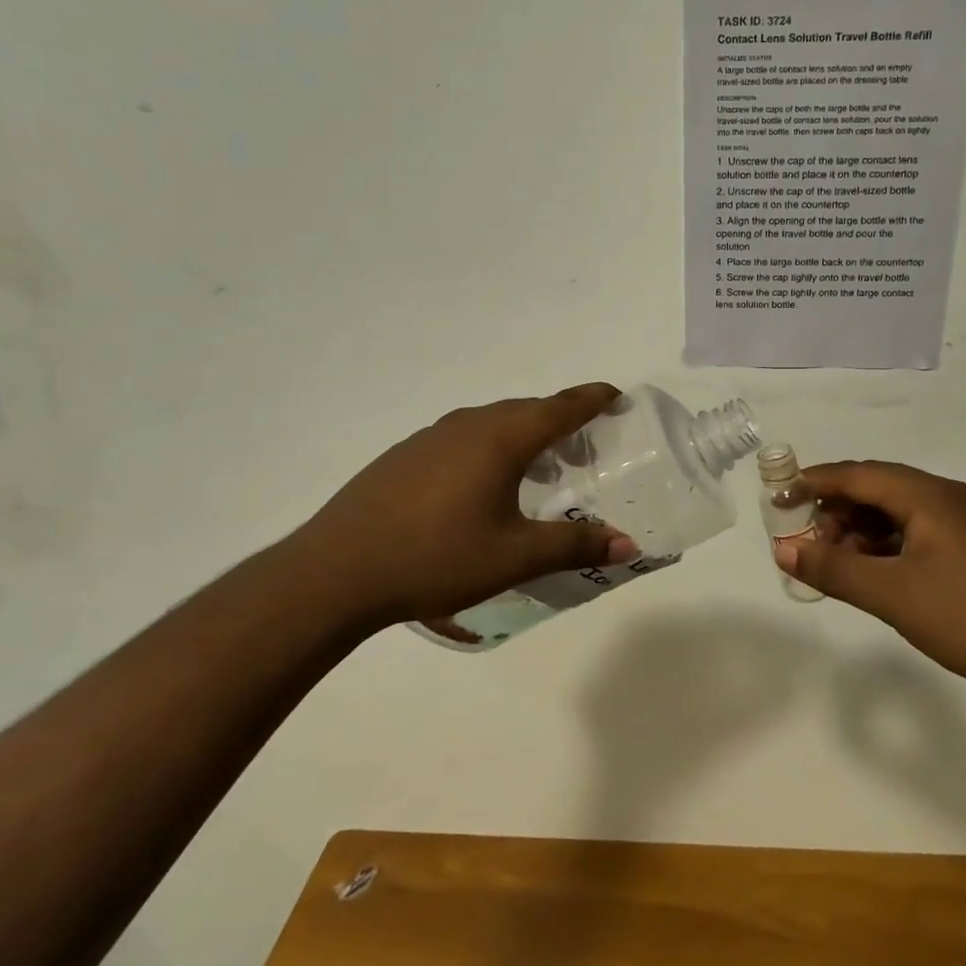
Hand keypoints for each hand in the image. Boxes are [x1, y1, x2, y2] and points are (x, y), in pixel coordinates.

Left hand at [285, 384, 638, 628]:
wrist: (337, 570)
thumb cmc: (436, 557)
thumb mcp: (514, 556)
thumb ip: (574, 546)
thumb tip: (628, 544)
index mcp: (501, 438)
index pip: (561, 406)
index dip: (593, 398)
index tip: (616, 395)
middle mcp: (469, 424)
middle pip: (527, 410)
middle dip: (562, 421)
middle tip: (585, 447)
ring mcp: (431, 436)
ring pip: (492, 423)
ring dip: (523, 435)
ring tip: (538, 468)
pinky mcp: (405, 455)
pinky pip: (463, 437)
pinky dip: (490, 448)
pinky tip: (481, 485)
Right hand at [776, 461, 965, 708]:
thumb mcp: (892, 595)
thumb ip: (834, 568)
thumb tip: (782, 548)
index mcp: (929, 496)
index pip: (859, 474)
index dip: (815, 481)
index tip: (779, 496)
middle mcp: (949, 496)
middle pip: (878, 488)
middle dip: (837, 510)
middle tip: (810, 541)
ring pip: (899, 510)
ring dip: (862, 529)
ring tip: (839, 561)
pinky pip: (919, 529)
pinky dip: (889, 543)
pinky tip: (877, 571)